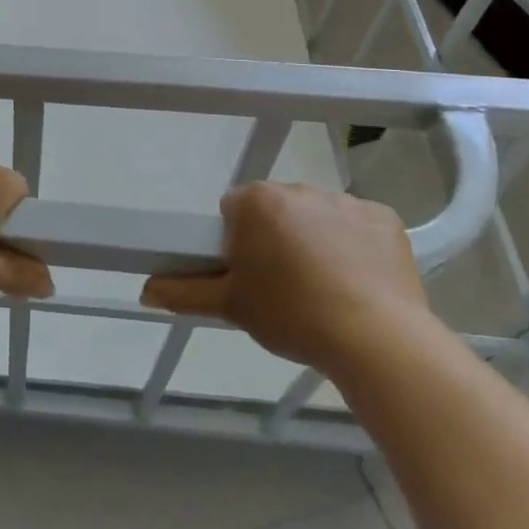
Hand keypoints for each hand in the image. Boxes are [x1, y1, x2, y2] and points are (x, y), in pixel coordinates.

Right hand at [140, 181, 432, 376]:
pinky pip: (359, 226)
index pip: (235, 210)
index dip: (239, 243)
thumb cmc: (292, 315)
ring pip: (318, 216)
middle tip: (285, 285)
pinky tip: (361, 282)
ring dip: (316, 240)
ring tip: (327, 289)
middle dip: (277, 237)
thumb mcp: (231, 306)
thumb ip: (184, 292)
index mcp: (256, 201)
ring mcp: (345, 200)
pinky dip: (357, 246)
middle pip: (277, 210)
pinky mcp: (384, 217)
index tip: (251, 275)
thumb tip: (144, 290)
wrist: (375, 339)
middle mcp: (297, 188)